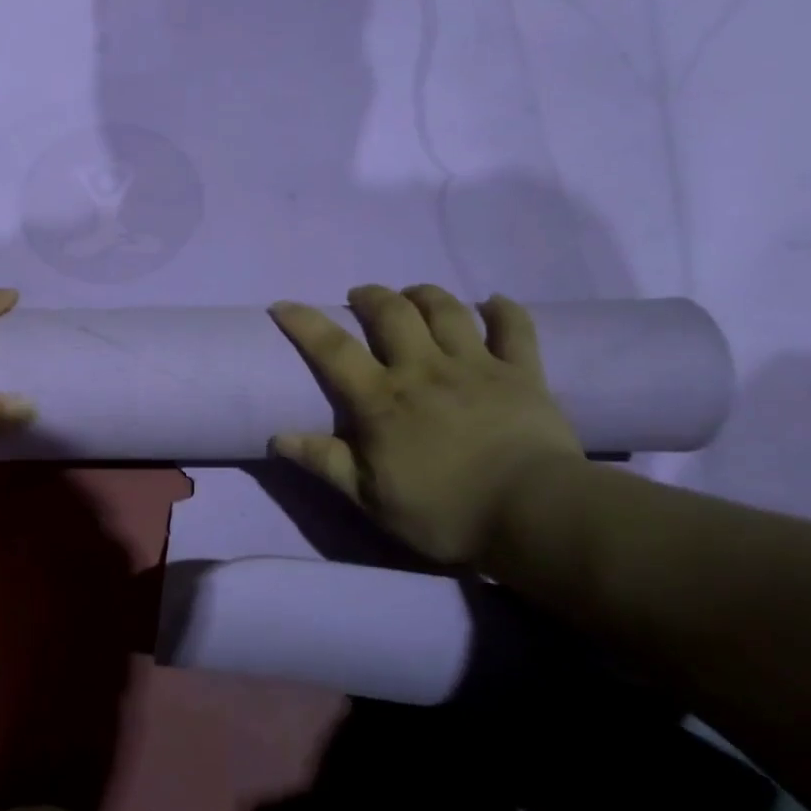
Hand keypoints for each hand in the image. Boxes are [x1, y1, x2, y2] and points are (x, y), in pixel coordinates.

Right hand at [267, 284, 584, 566]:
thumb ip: (325, 463)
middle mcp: (424, 369)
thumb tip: (276, 438)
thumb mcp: (371, 498)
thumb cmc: (445, 513)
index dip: (304, 322)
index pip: (333, 349)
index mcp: (382, 400)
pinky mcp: (522, 374)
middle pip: (393, 313)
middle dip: (371, 296)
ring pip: (447, 310)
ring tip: (413, 295)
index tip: (282, 305)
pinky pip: (515, 328)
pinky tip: (492, 303)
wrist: (534, 516)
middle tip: (361, 297)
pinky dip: (503, 310)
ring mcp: (476, 366)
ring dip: (424, 294)